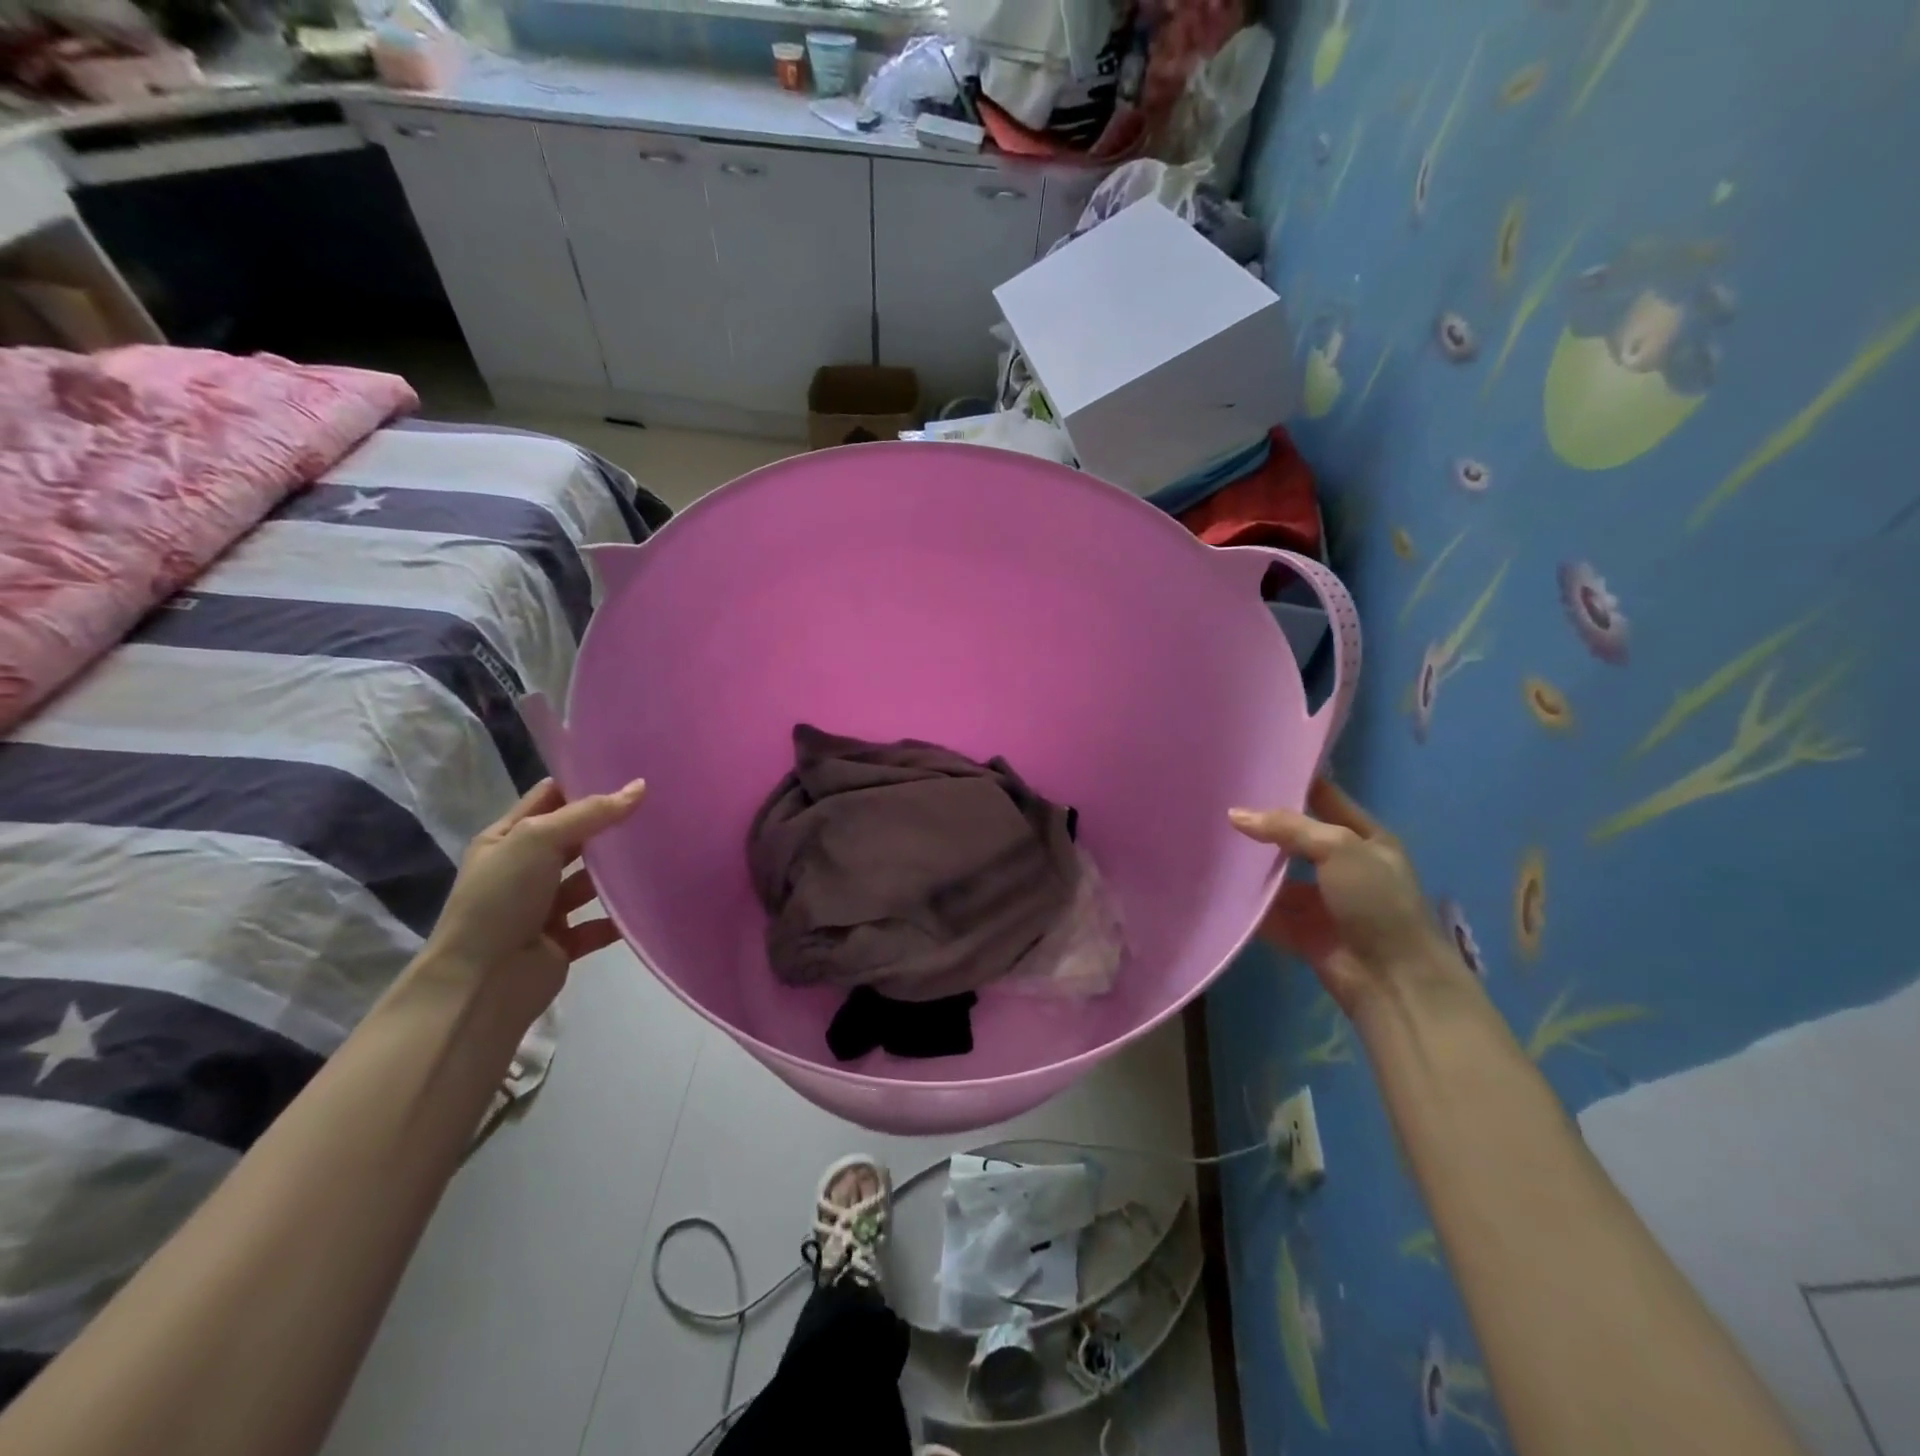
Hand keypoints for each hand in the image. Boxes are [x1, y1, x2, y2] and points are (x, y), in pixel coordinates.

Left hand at [421, 778, 646, 1010]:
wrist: (482, 982)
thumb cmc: (501, 899)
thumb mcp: (538, 839)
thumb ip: (590, 813)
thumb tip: (640, 787)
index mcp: (506, 839)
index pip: (549, 798)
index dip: (583, 783)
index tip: (628, 771)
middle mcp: (524, 870)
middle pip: (575, 838)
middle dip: (608, 824)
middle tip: (657, 806)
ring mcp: (543, 907)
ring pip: (589, 881)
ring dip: (618, 871)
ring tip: (663, 850)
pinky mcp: (563, 941)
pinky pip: (600, 923)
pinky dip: (621, 916)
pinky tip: (651, 900)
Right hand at [1230, 779, 1463, 1015]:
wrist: (1393, 979)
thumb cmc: (1376, 901)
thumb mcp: (1339, 848)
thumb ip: (1287, 827)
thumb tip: (1235, 814)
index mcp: (1364, 838)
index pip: (1325, 799)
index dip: (1294, 782)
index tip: (1254, 766)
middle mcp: (1342, 865)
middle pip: (1294, 838)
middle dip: (1262, 826)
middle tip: (1218, 804)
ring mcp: (1321, 900)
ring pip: (1277, 876)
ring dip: (1250, 867)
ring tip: (1207, 842)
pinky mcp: (1301, 931)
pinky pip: (1267, 912)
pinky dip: (1245, 904)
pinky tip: (1214, 886)